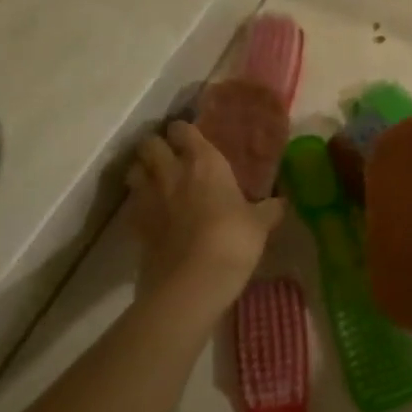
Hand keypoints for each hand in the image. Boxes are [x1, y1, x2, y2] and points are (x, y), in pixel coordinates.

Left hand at [127, 122, 283, 310]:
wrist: (192, 281)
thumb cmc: (233, 240)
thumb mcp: (260, 224)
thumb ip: (269, 208)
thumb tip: (281, 202)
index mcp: (204, 162)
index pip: (184, 129)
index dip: (186, 132)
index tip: (194, 139)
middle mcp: (171, 171)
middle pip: (150, 144)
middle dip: (158, 147)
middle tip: (172, 158)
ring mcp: (148, 197)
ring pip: (133, 169)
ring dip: (143, 171)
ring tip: (157, 182)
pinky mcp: (135, 225)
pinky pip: (131, 203)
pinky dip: (138, 203)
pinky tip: (152, 213)